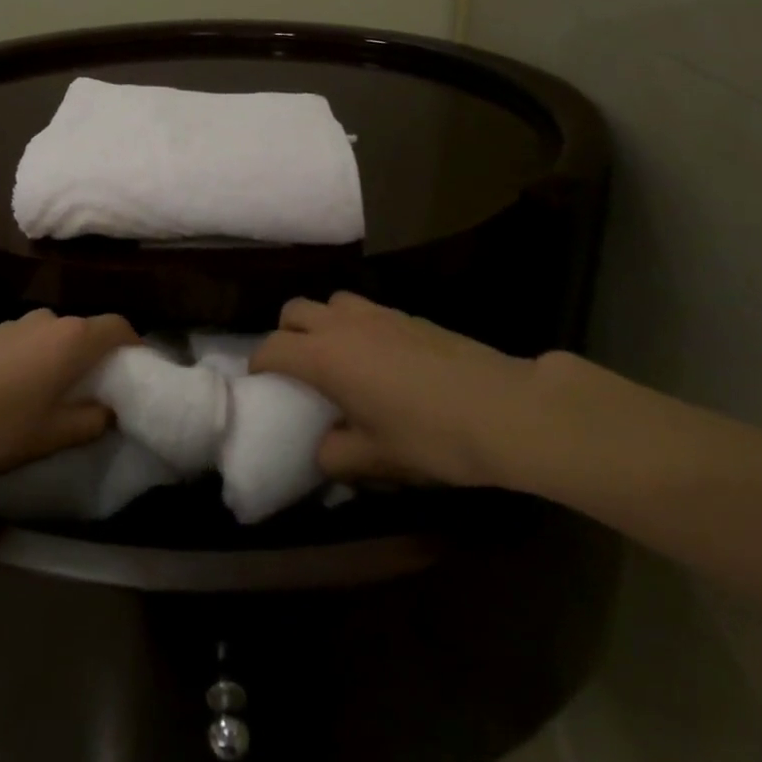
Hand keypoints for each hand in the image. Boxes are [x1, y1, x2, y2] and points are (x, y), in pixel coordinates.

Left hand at [0, 310, 136, 478]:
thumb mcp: (49, 434)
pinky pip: (28, 342)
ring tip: (55, 397)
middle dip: (96, 359)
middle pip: (85, 332)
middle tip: (97, 395)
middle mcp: (48, 320)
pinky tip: (18, 393)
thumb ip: (87, 421)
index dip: (134, 347)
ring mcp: (15, 324)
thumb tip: (107, 410)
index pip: (118, 328)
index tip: (137, 373)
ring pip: (55, 337)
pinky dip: (36, 361)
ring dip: (63, 360)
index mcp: (72, 338)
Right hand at [251, 292, 545, 488]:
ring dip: (322, 323)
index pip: (272, 348)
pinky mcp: (408, 315)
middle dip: (285, 334)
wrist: (502, 408)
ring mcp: (378, 313)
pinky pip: (364, 309)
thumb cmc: (429, 436)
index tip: (260, 385)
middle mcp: (343, 325)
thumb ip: (336, 455)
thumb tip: (323, 451)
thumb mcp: (376, 459)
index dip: (259, 365)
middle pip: (295, 311)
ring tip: (336, 357)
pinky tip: (377, 358)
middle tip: (296, 369)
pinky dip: (355, 326)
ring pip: (331, 302)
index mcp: (325, 356)